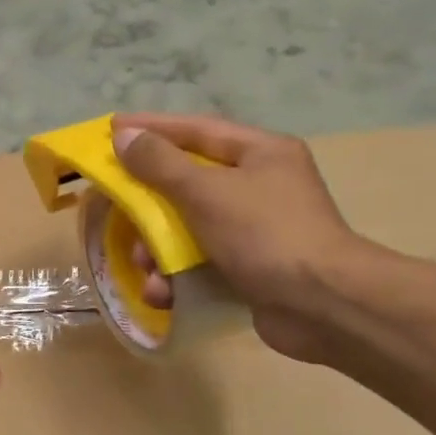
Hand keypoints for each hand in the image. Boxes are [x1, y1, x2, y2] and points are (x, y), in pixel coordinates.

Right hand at [112, 113, 383, 361]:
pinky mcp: (252, 269)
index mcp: (261, 153)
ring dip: (160, 249)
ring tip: (145, 266)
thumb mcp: (207, 192)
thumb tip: (125, 136)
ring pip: (191, 227)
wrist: (324, 306)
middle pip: (190, 182)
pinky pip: (203, 262)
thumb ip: (161, 163)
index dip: (152, 128)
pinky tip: (164, 293)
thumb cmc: (265, 234)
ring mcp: (257, 230)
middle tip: (116, 208)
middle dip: (150, 203)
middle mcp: (261, 185)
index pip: (196, 129)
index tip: (112, 128)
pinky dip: (179, 277)